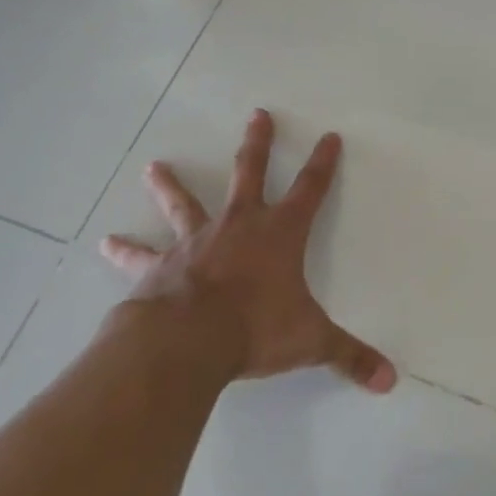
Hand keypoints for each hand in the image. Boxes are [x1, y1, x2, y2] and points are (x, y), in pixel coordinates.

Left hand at [98, 110, 396, 392]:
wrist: (190, 339)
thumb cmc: (256, 329)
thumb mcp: (311, 342)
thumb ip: (350, 357)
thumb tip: (390, 381)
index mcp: (279, 234)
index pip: (310, 189)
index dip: (323, 163)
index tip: (328, 136)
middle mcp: (239, 225)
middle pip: (250, 173)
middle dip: (258, 143)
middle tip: (257, 114)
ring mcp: (196, 241)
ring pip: (185, 204)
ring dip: (171, 185)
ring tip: (154, 167)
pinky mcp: (161, 265)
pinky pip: (142, 255)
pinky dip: (125, 250)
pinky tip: (106, 243)